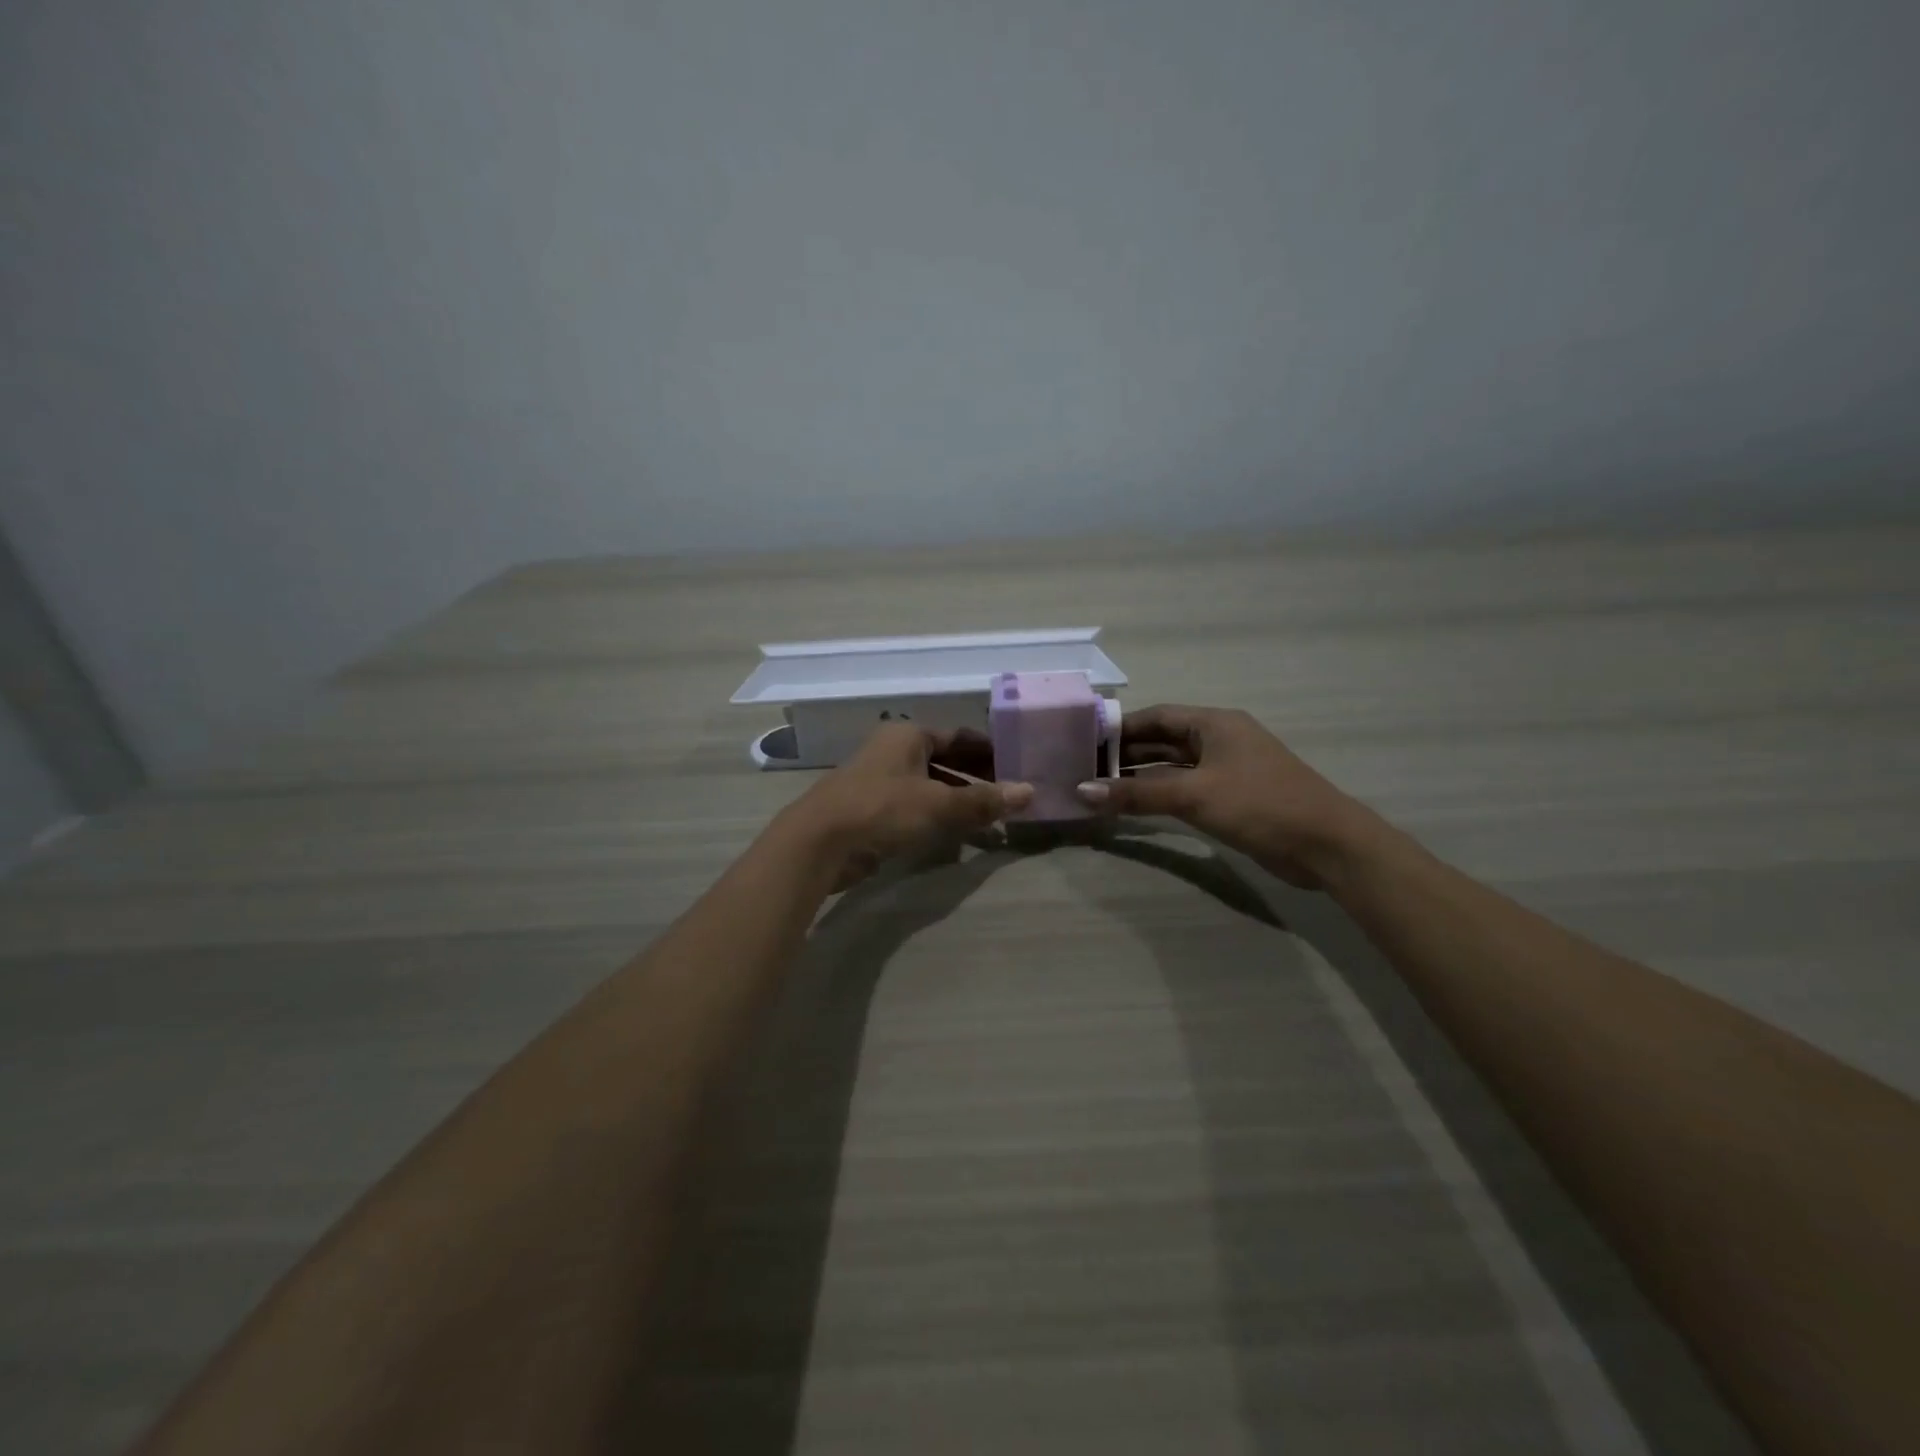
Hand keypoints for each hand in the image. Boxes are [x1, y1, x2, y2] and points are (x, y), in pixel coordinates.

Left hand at [785, 723, 1032, 890]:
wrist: (819, 842)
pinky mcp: (870, 809)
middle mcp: (894, 751)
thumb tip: (1030, 791)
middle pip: (945, 759)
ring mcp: (879, 780)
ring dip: (958, 798)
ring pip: (929, 784)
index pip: (959, 736)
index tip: (1017, 764)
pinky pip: (914, 805)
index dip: (989, 750)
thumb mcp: (939, 804)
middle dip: (976, 776)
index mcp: (909, 736)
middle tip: (1009, 793)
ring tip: (990, 816)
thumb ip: (983, 800)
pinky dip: (936, 815)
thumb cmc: (882, 810)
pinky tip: (955, 833)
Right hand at [1077, 704, 1376, 889]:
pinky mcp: (1231, 797)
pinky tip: (1134, 806)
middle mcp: (1219, 739)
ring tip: (1099, 788)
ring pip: (1172, 766)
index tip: (1083, 742)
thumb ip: (1136, 793)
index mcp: (1214, 723)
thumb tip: (1082, 791)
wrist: (1326, 845)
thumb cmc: (1259, 805)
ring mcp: (1226, 769)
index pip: (1155, 716)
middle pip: (1162, 740)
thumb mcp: (1193, 795)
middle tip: (1083, 768)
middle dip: (1125, 754)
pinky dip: (1159, 795)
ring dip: (1140, 777)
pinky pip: (1185, 788)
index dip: (1119, 728)